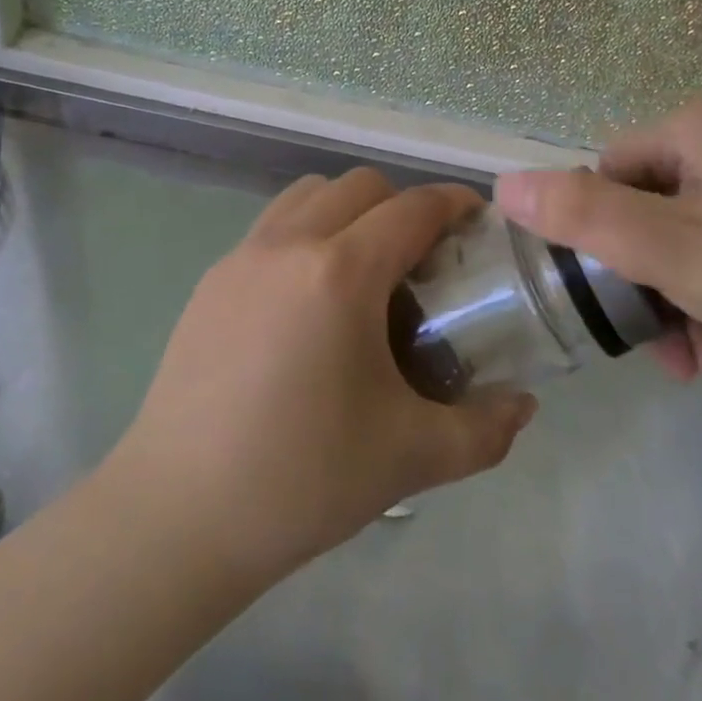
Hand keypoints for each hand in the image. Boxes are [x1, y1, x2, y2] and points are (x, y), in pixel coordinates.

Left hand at [115, 168, 537, 578]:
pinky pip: (272, 226)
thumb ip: (483, 430)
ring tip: (364, 270)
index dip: (454, 204)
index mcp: (341, 273)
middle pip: (361, 186)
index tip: (477, 223)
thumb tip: (523, 407)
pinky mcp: (211, 280)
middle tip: (423, 261)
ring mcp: (242, 256)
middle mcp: (289, 244)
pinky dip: (306, 231)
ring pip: (309, 194)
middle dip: (403, 206)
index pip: (413, 207)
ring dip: (349, 210)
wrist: (178, 515)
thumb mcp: (411, 457)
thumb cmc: (302, 479)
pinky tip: (310, 299)